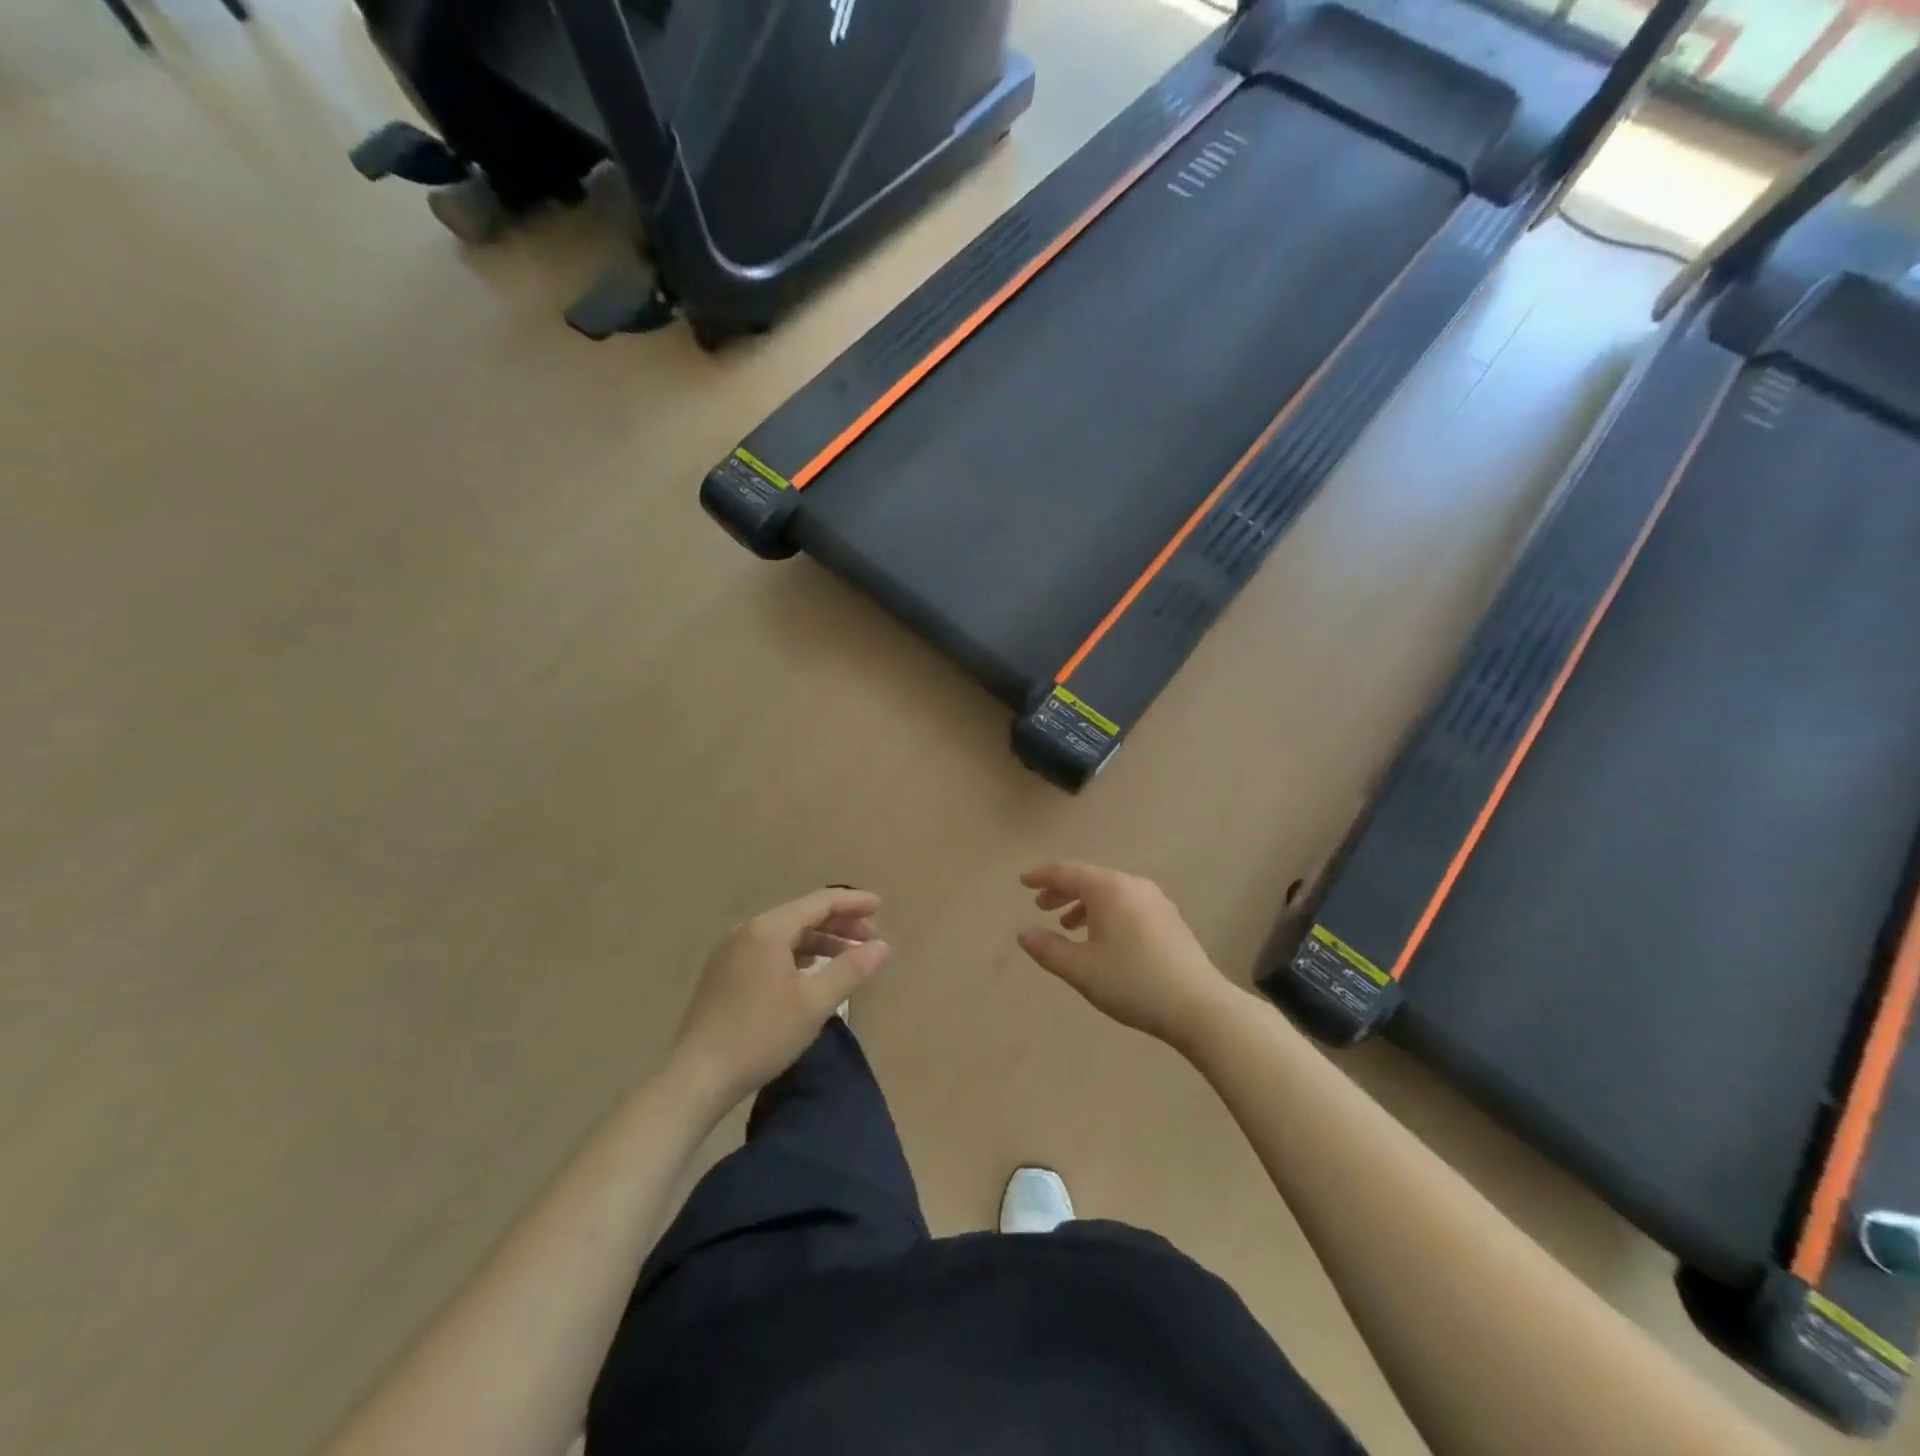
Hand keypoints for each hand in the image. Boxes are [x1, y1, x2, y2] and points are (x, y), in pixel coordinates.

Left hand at [670, 888, 889, 1104]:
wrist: (696, 1078)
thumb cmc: (760, 1035)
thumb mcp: (814, 1004)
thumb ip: (851, 969)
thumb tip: (882, 946)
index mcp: (768, 929)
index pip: (819, 902)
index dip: (853, 902)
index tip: (881, 906)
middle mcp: (747, 931)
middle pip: (802, 915)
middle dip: (839, 923)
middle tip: (871, 937)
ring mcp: (731, 952)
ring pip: (786, 934)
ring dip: (820, 941)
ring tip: (848, 957)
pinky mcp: (724, 974)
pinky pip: (770, 951)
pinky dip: (798, 955)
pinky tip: (812, 973)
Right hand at [1018, 863, 1237, 1047]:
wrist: (1199, 1006)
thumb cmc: (1133, 983)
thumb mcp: (1081, 970)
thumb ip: (1048, 949)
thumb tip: (1023, 933)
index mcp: (1109, 889)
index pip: (1067, 873)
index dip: (1042, 876)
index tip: (1023, 882)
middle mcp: (1133, 886)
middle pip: (1090, 879)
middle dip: (1063, 891)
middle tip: (1041, 906)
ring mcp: (1156, 901)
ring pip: (1111, 893)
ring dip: (1085, 904)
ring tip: (1068, 926)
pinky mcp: (1170, 919)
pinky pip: (1128, 904)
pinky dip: (1107, 913)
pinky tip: (1103, 939)